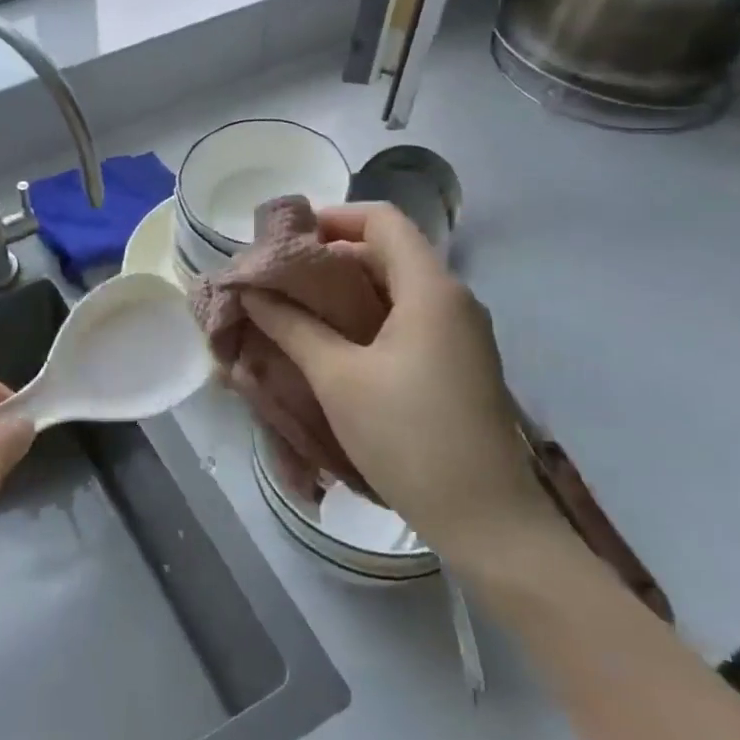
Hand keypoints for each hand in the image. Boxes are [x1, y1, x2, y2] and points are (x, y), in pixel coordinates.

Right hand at [244, 203, 560, 571]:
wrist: (489, 522)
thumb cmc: (409, 436)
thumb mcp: (337, 377)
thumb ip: (291, 326)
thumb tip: (251, 292)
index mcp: (430, 288)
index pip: (381, 219)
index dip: (331, 217)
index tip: (284, 239)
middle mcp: (453, 299)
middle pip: (388, 251)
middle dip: (330, 257)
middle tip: (279, 278)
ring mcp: (461, 333)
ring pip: (396, 287)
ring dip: (346, 290)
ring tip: (296, 309)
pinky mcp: (458, 363)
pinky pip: (408, 318)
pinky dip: (367, 317)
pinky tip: (333, 344)